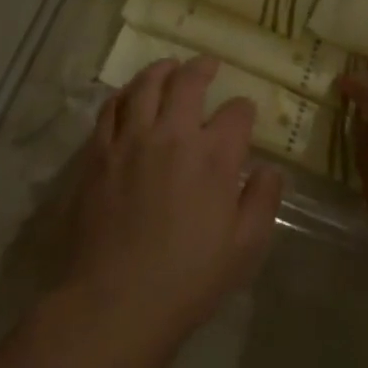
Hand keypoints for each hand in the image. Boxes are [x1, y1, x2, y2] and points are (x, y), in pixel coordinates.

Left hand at [57, 58, 282, 362]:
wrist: (114, 302)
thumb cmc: (187, 280)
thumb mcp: (245, 248)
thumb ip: (262, 201)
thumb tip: (269, 169)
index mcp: (214, 156)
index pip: (236, 113)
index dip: (243, 110)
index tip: (244, 114)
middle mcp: (173, 135)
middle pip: (188, 82)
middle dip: (203, 68)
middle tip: (208, 65)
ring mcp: (131, 140)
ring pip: (145, 86)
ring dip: (161, 70)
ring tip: (168, 66)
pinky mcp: (98, 153)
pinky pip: (110, 109)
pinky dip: (123, 95)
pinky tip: (128, 97)